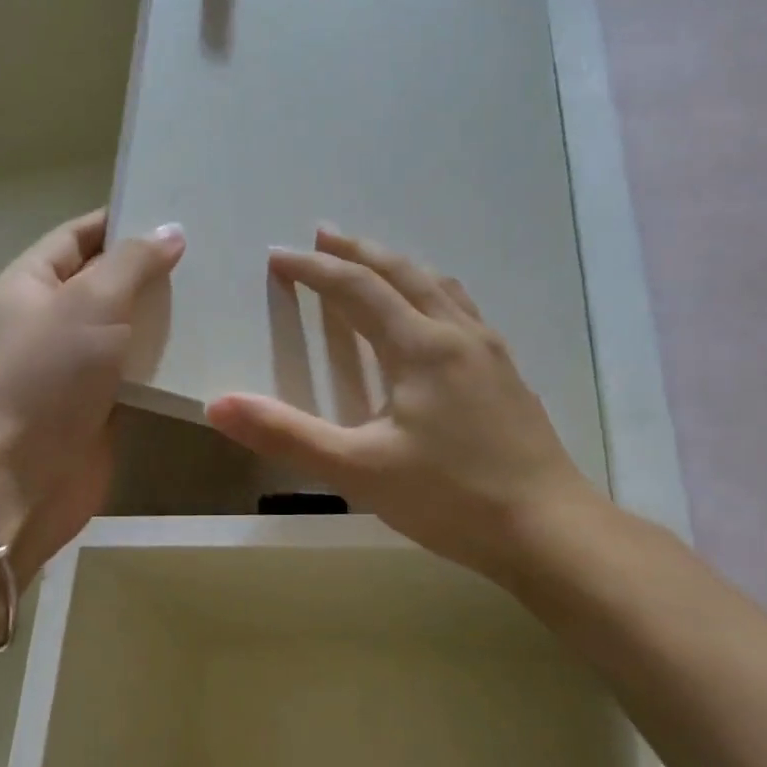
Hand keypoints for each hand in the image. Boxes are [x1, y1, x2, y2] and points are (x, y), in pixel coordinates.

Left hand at [0, 209, 184, 579]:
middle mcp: (50, 320)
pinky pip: (137, 371)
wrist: (25, 478)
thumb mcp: (89, 303)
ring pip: (127, 328)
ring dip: (166, 317)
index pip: (79, 236)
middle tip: (215, 254)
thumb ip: (132, 263)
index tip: (179, 212)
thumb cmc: (48, 378)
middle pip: (106, 281)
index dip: (123, 220)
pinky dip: (166, 360)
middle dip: (153, 269)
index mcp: (30, 284)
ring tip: (222, 295)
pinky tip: (209, 348)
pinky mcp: (99, 403)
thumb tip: (170, 232)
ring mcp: (75, 365)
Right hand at [206, 228, 604, 585]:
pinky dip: (431, 293)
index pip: (358, 289)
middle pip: (403, 273)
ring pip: (439, 287)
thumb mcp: (357, 470)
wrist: (549, 530)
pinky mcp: (507, 375)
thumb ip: (286, 434)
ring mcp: (490, 352)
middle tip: (322, 235)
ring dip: (398, 267)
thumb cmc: (450, 498)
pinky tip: (431, 317)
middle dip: (358, 251)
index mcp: (421, 347)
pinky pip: (462, 310)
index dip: (314, 270)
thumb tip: (217, 405)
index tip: (279, 257)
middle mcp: (458, 334)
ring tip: (373, 263)